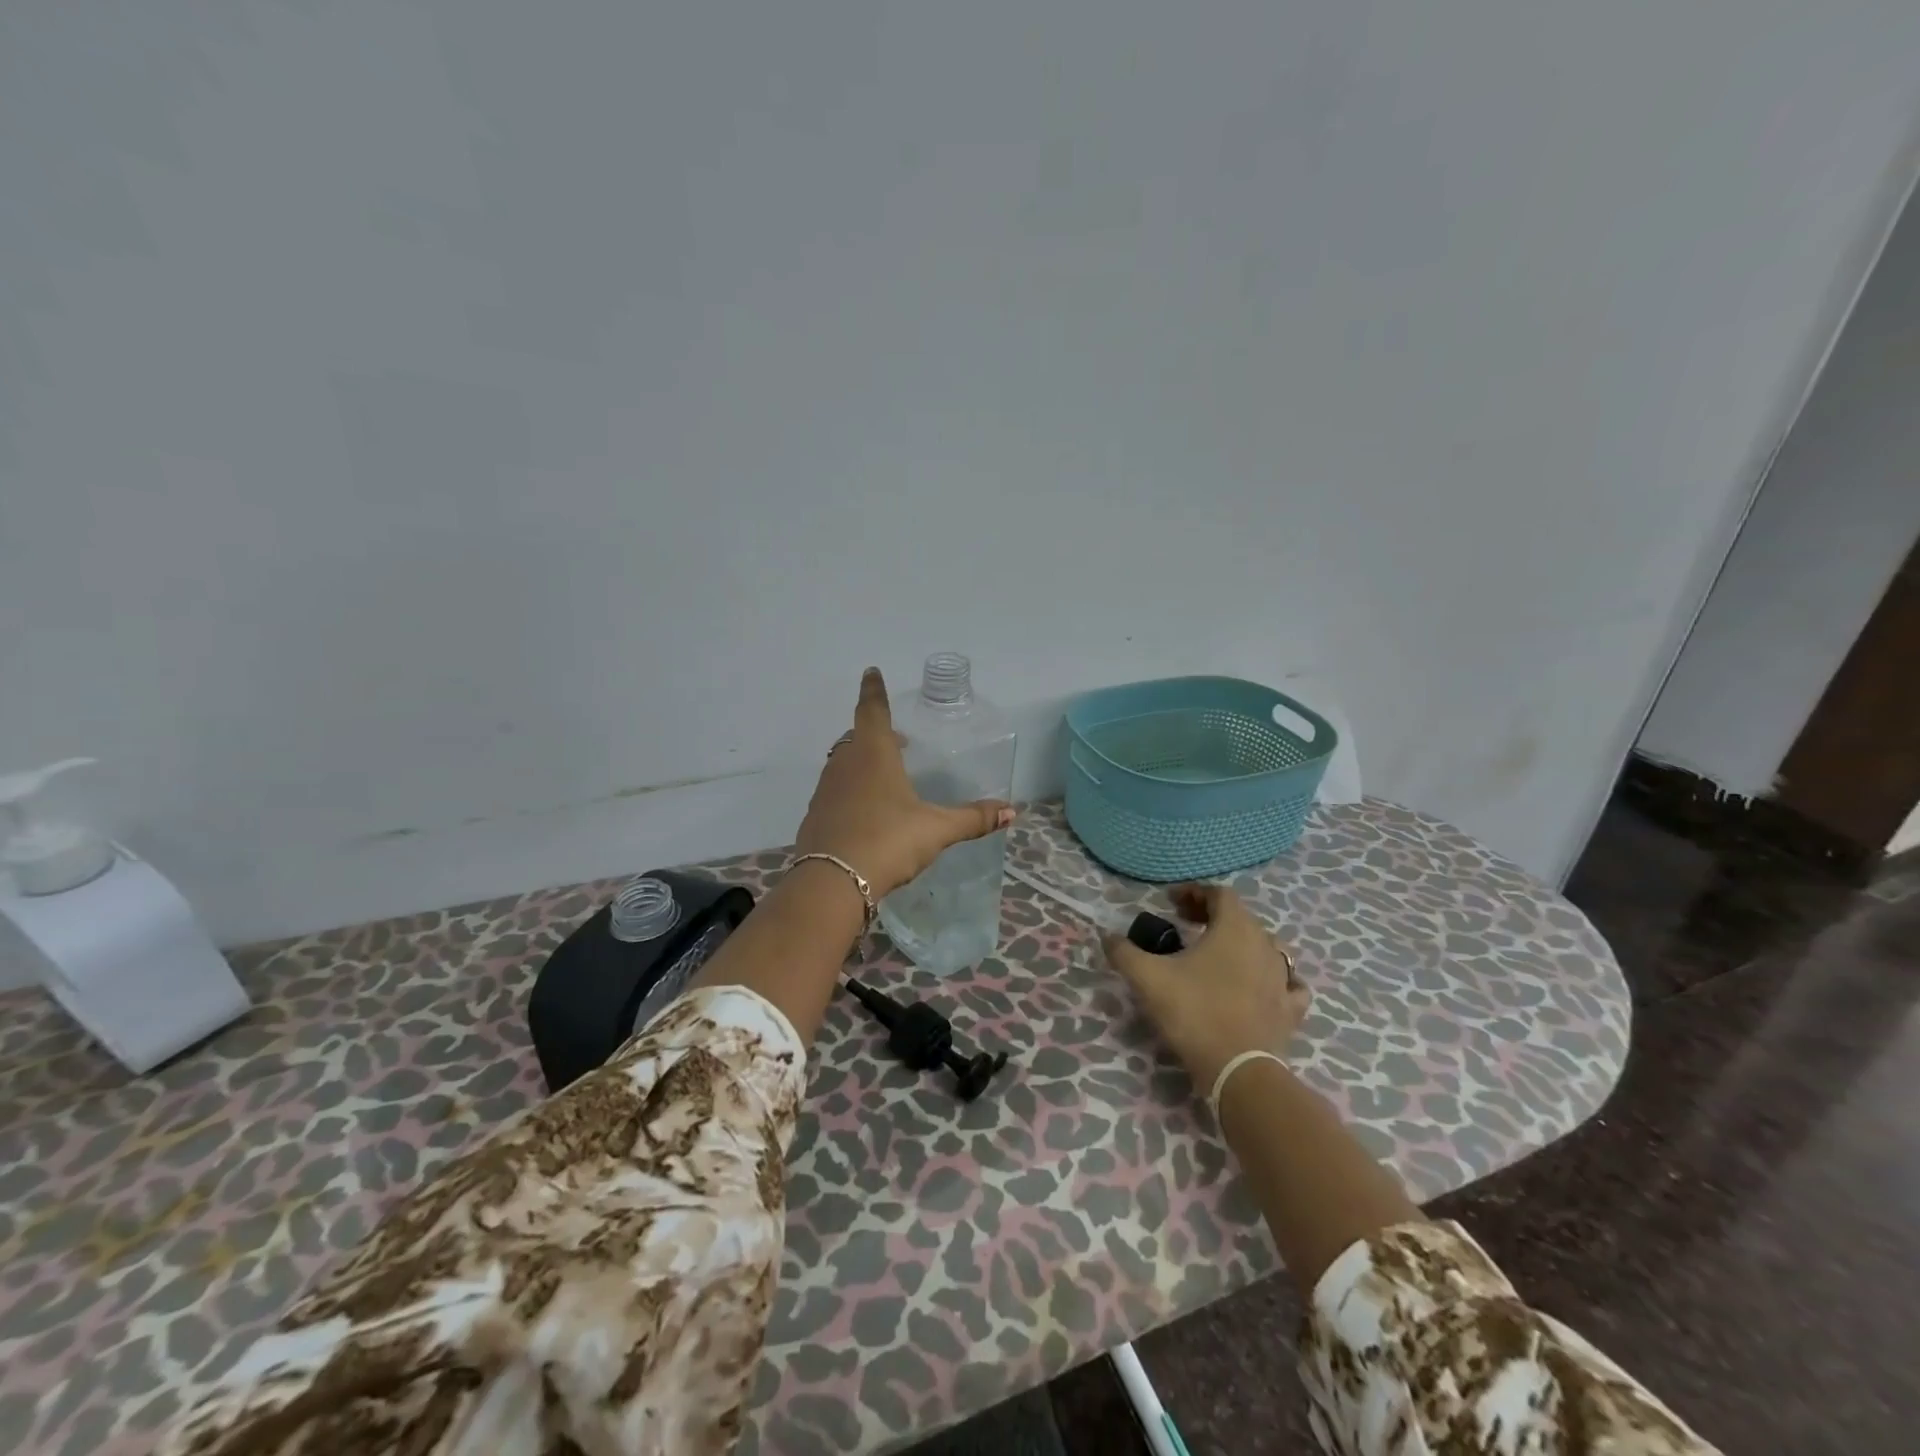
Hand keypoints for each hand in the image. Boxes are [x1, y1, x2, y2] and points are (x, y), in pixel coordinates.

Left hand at [794, 668, 1013, 898]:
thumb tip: (1011, 811)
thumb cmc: (888, 840)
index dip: (874, 690)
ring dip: (861, 761)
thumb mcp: (936, 829)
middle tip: (896, 739)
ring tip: (884, 776)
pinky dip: (850, 790)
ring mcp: (826, 791)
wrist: (833, 882)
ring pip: (843, 764)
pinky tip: (865, 813)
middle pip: (856, 737)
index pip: (872, 710)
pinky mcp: (815, 816)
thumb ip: (972, 819)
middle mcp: (845, 765)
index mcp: (874, 755)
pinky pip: (834, 792)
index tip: (871, 671)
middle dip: (875, 733)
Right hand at [1103, 883, 1310, 1093]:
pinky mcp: (1291, 1009)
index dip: (1194, 892)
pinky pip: (1288, 983)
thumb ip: (1124, 952)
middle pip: (1241, 916)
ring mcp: (1283, 977)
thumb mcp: (1147, 977)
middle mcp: (1265, 944)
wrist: (1238, 1070)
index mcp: (1234, 928)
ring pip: (1265, 946)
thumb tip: (1107, 937)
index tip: (1170, 902)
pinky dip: (1273, 978)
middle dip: (1212, 915)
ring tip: (1217, 955)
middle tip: (1185, 925)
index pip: (1219, 893)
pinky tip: (1260, 986)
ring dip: (1241, 943)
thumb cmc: (1194, 1012)